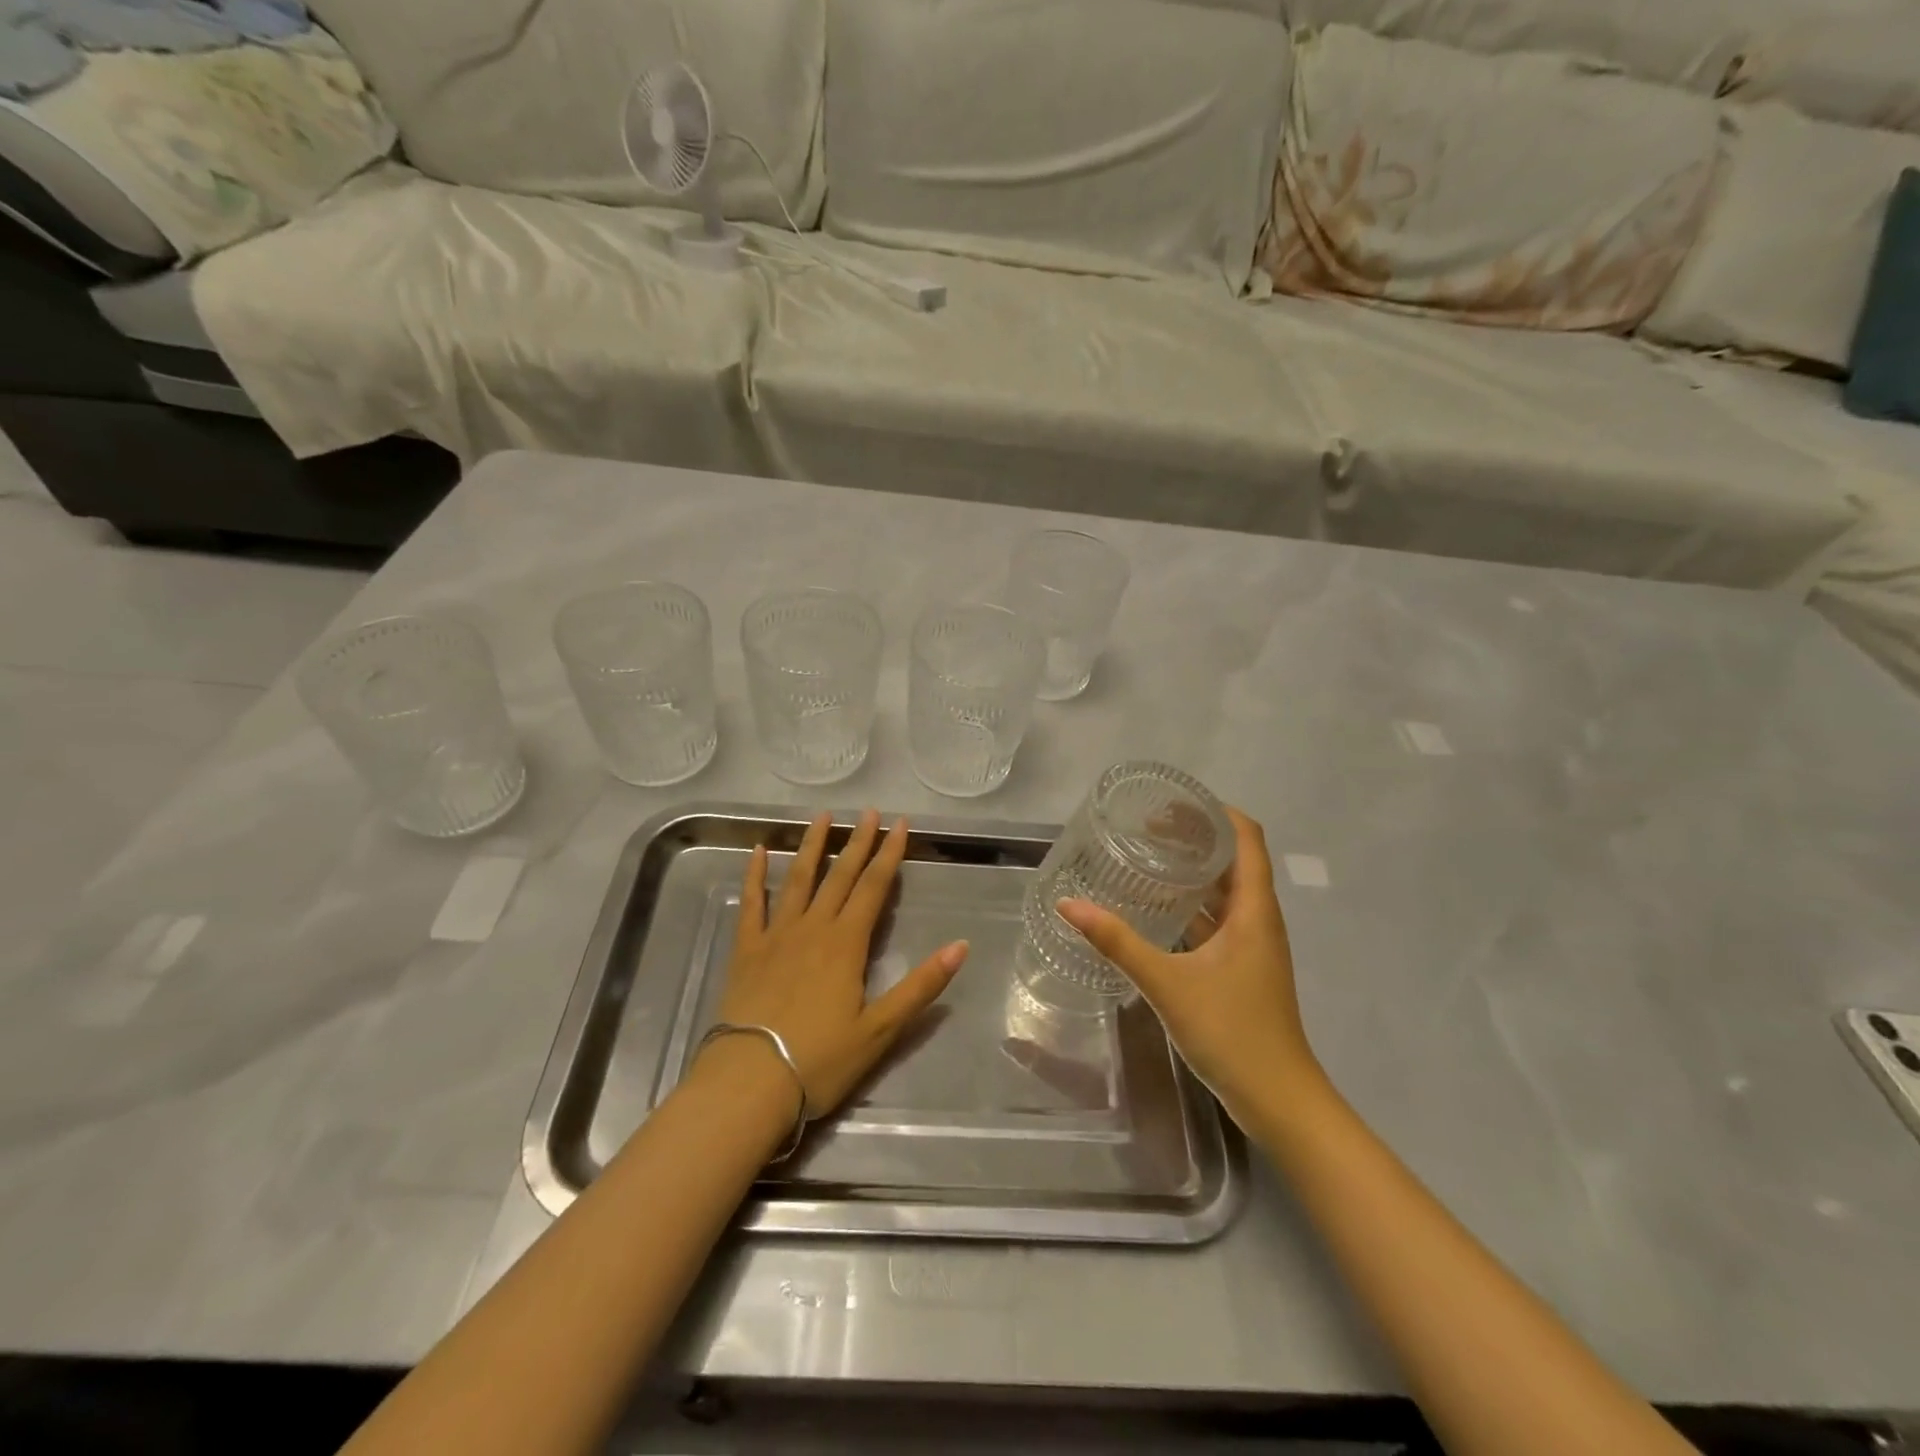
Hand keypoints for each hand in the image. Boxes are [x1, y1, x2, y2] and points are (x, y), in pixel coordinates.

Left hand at [709, 810, 968, 1117]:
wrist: (749, 1082)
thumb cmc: (819, 1060)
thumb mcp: (881, 1029)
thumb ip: (921, 986)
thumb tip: (961, 946)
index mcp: (846, 944)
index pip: (874, 888)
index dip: (890, 854)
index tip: (901, 824)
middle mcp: (813, 928)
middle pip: (840, 876)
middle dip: (859, 842)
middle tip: (870, 811)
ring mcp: (776, 935)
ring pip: (798, 879)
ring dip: (812, 846)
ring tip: (822, 817)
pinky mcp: (747, 950)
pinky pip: (752, 903)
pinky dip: (755, 875)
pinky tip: (760, 851)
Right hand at [1057, 807, 1318, 1120]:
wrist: (1279, 1099)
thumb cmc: (1232, 1032)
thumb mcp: (1167, 982)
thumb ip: (1117, 942)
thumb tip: (1069, 905)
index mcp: (1254, 909)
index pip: (1247, 838)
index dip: (1216, 812)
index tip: (1172, 802)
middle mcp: (1259, 919)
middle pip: (1234, 860)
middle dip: (1196, 837)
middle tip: (1147, 827)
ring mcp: (1253, 945)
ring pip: (1226, 892)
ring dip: (1194, 871)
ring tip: (1148, 859)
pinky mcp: (1243, 968)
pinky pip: (1219, 920)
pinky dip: (1192, 905)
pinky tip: (1158, 911)